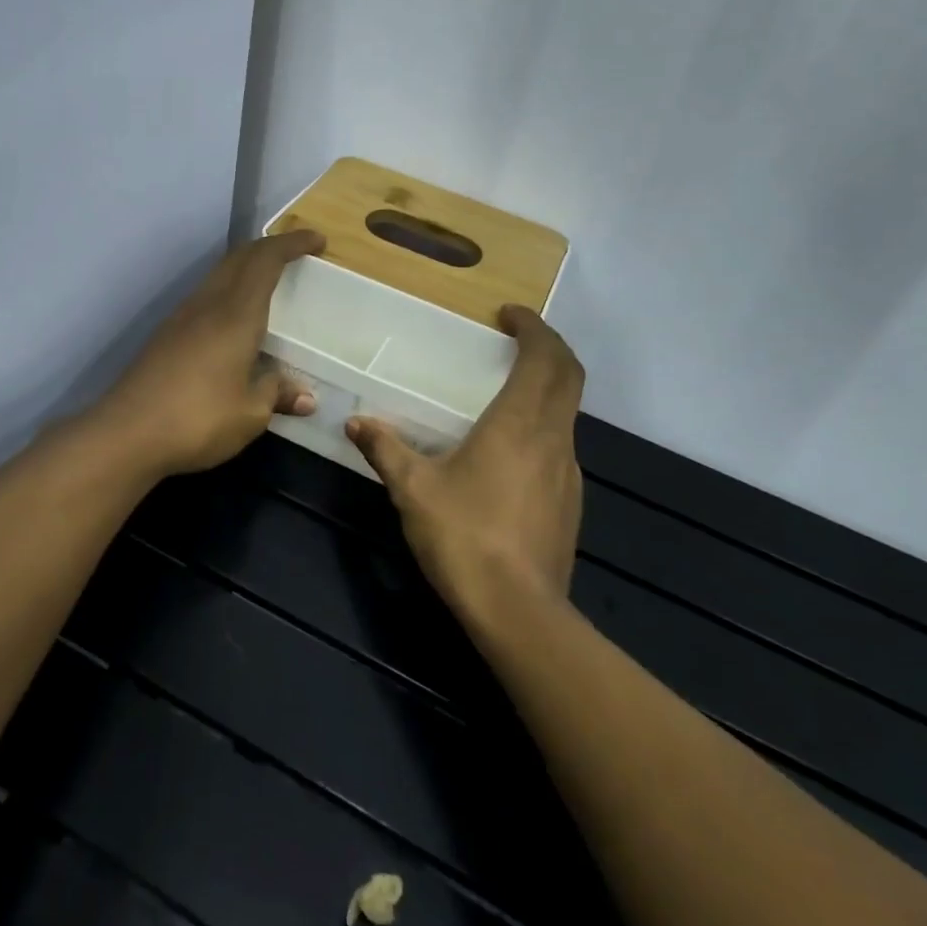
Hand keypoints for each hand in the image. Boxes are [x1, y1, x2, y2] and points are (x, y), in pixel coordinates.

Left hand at [95, 230, 325, 478]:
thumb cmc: (198, 420)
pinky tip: (234, 321)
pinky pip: (205, 297)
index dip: (292, 243)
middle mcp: (207, 305)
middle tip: (296, 255)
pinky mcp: (166, 336)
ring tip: (268, 283)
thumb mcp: (251, 414)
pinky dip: (228, 291)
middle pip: (238, 258)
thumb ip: (277, 395)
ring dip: (245, 268)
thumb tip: (305, 397)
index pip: (265, 260)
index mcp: (236, 315)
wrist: (125, 434)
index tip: (317, 240)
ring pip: (218, 275)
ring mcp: (181, 318)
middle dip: (269, 248)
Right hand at [345, 306, 584, 625]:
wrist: (518, 611)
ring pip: (568, 411)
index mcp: (520, 422)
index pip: (545, 357)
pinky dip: (545, 424)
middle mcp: (553, 437)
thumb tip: (356, 423)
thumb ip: (386, 450)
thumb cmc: (464, 537)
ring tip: (511, 388)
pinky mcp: (570, 500)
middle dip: (549, 347)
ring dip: (549, 386)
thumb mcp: (413, 490)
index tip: (510, 315)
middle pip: (569, 376)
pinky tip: (512, 449)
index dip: (534, 327)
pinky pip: (561, 444)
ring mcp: (569, 470)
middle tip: (518, 338)